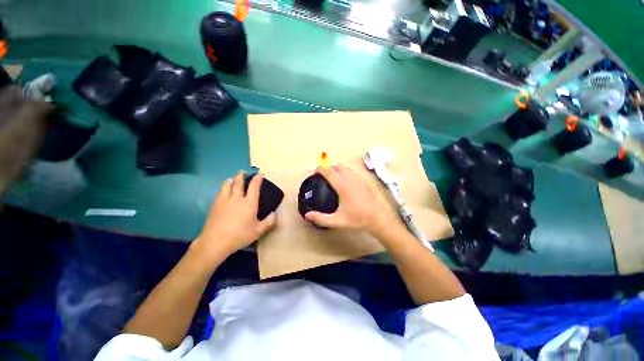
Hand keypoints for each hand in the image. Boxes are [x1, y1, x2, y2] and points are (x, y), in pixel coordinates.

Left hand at [193, 172, 276, 262]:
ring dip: (231, 180)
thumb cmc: (239, 236)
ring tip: (232, 179)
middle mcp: (237, 198)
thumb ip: (268, 222)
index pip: (254, 187)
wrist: (215, 241)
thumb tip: (275, 213)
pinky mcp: (215, 205)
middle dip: (241, 176)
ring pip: (227, 185)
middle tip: (243, 172)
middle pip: (238, 182)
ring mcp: (224, 200)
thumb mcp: (258, 231)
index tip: (260, 174)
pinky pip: (219, 192)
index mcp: (249, 203)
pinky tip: (223, 190)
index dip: (258, 179)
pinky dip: (223, 188)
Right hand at [304, 165, 397, 234]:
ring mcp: (359, 179)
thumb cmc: (357, 219)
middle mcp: (350, 179)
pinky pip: (353, 171)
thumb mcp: (338, 221)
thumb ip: (321, 218)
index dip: (320, 169)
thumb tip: (308, 215)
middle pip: (338, 166)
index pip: (329, 172)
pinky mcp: (364, 181)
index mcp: (342, 186)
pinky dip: (346, 172)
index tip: (315, 171)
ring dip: (338, 169)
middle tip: (324, 174)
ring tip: (333, 176)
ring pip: (346, 167)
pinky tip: (346, 181)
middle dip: (329, 167)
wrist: (377, 218)